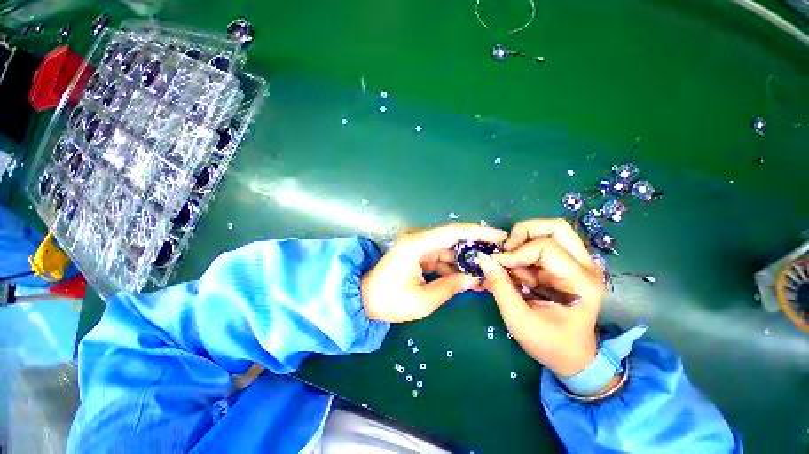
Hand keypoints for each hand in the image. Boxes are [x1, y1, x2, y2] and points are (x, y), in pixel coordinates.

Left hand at [362, 224, 507, 322]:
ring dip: (466, 259)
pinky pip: (441, 257)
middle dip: (476, 246)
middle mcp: (418, 240)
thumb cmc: (389, 301)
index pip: (452, 232)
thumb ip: (450, 287)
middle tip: (499, 254)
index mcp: (416, 245)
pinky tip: (469, 277)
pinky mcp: (418, 255)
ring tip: (487, 270)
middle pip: (453, 238)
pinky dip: (454, 266)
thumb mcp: (422, 300)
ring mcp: (418, 247)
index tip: (499, 235)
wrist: (364, 300)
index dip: (478, 232)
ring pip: (449, 249)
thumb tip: (474, 279)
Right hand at [478, 218, 605, 377]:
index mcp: (580, 282)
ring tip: (510, 260)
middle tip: (507, 250)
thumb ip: (500, 286)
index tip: (496, 264)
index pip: (546, 247)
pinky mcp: (568, 265)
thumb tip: (483, 258)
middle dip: (524, 232)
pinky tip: (517, 269)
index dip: (516, 252)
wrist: (573, 357)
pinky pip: (543, 244)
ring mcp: (579, 264)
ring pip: (550, 231)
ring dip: (524, 241)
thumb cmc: (549, 343)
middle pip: (556, 227)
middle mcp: (586, 267)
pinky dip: (524, 251)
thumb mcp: (519, 319)